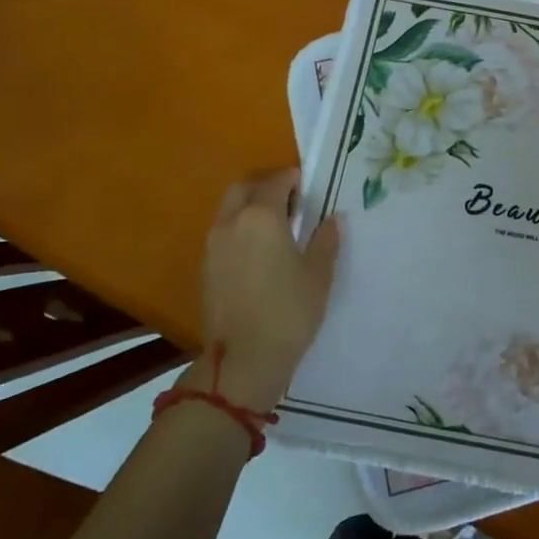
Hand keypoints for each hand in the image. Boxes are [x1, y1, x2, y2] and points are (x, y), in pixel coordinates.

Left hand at [187, 169, 340, 409]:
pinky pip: (222, 232)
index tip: (307, 184)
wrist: (243, 360)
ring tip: (275, 226)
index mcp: (262, 217)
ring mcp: (213, 245)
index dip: (292, 178)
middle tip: (290, 199)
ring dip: (250, 206)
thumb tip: (332, 219)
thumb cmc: (289, 312)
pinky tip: (258, 251)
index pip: (276, 182)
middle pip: (243, 187)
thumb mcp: (319, 275)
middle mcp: (231, 222)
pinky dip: (239, 228)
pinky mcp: (205, 267)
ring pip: (229, 209)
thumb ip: (325, 240)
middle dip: (265, 185)